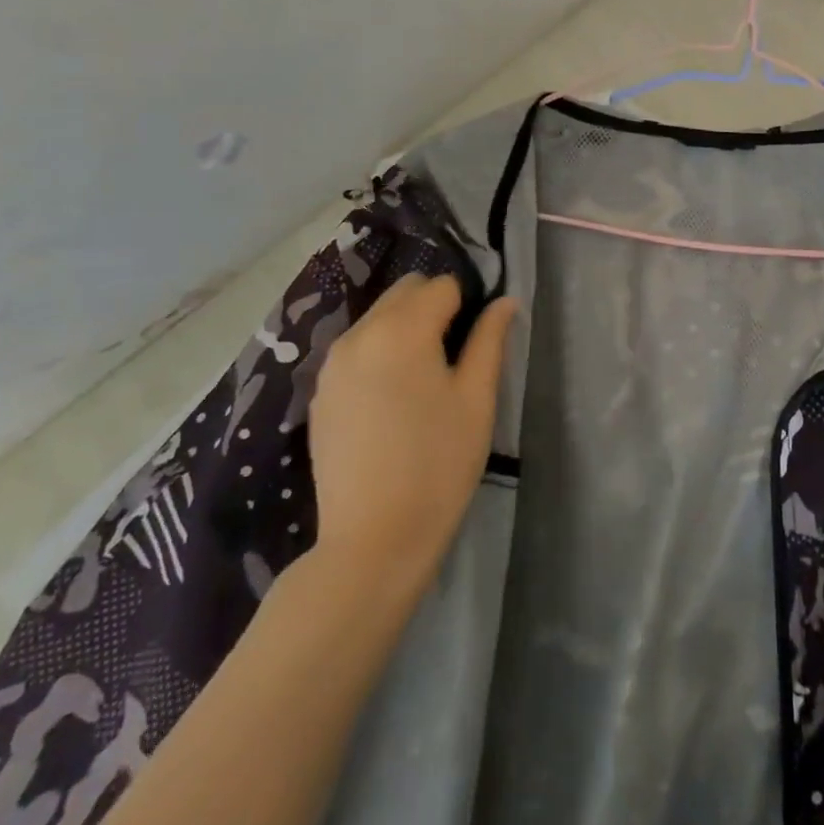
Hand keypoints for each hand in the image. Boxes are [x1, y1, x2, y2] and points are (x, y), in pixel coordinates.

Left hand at [306, 275, 517, 589]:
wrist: (374, 538)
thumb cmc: (439, 463)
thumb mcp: (477, 398)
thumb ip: (490, 340)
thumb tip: (504, 301)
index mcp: (402, 329)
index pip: (442, 286)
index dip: (468, 303)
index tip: (478, 338)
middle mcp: (359, 334)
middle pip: (404, 292)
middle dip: (433, 307)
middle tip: (456, 354)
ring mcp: (331, 364)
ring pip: (376, 318)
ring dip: (404, 328)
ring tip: (425, 377)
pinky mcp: (319, 393)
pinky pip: (355, 350)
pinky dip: (378, 353)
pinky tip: (392, 399)